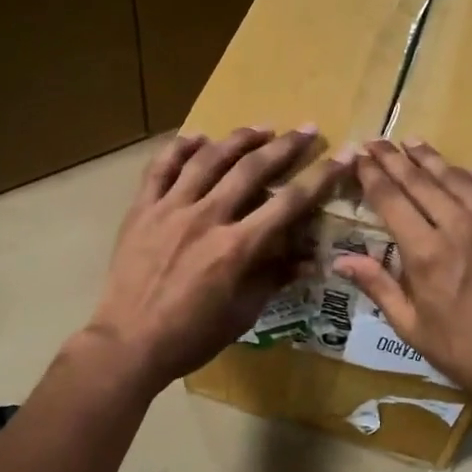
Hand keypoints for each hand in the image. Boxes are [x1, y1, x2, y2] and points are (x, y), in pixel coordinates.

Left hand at [86, 127, 343, 390]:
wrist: (128, 343)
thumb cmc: (191, 337)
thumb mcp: (242, 315)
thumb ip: (274, 279)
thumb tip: (309, 259)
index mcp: (236, 248)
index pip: (289, 203)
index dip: (321, 177)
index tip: (343, 155)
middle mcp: (206, 218)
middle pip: (252, 169)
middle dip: (285, 146)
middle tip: (307, 129)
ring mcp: (170, 209)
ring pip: (208, 159)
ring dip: (238, 139)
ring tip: (260, 128)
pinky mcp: (141, 210)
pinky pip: (160, 168)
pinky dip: (180, 149)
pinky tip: (197, 138)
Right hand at [333, 140, 471, 407]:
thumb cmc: (465, 352)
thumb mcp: (411, 327)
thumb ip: (378, 286)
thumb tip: (340, 260)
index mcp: (426, 252)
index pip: (391, 200)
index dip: (372, 176)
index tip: (360, 157)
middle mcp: (461, 226)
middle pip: (421, 182)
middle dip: (395, 160)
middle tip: (379, 142)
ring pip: (460, 180)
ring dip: (433, 160)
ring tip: (415, 144)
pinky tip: (470, 171)